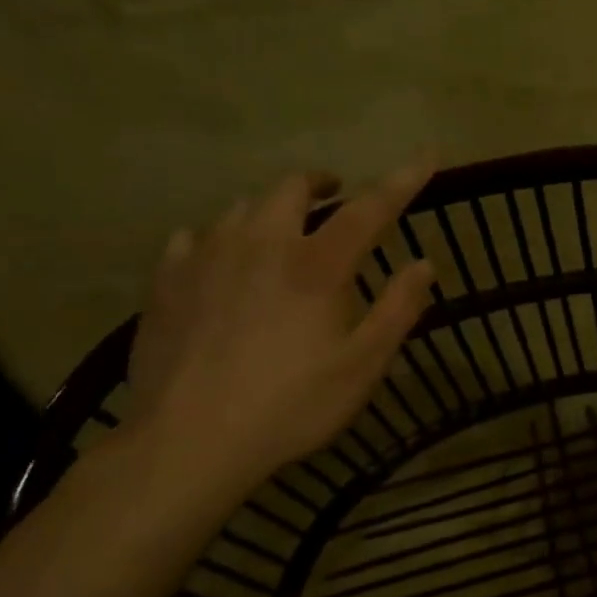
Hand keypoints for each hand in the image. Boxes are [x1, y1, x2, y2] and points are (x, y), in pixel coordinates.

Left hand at [124, 165, 435, 496]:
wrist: (188, 442)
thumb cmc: (291, 405)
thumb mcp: (362, 366)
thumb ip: (398, 309)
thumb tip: (425, 263)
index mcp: (317, 265)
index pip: (370, 207)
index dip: (404, 178)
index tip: (429, 153)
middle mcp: (261, 244)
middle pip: (292, 188)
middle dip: (321, 184)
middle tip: (335, 198)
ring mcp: (206, 257)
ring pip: (241, 207)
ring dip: (270, 210)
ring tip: (279, 234)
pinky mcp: (167, 281)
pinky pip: (194, 237)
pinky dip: (217, 238)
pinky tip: (218, 262)